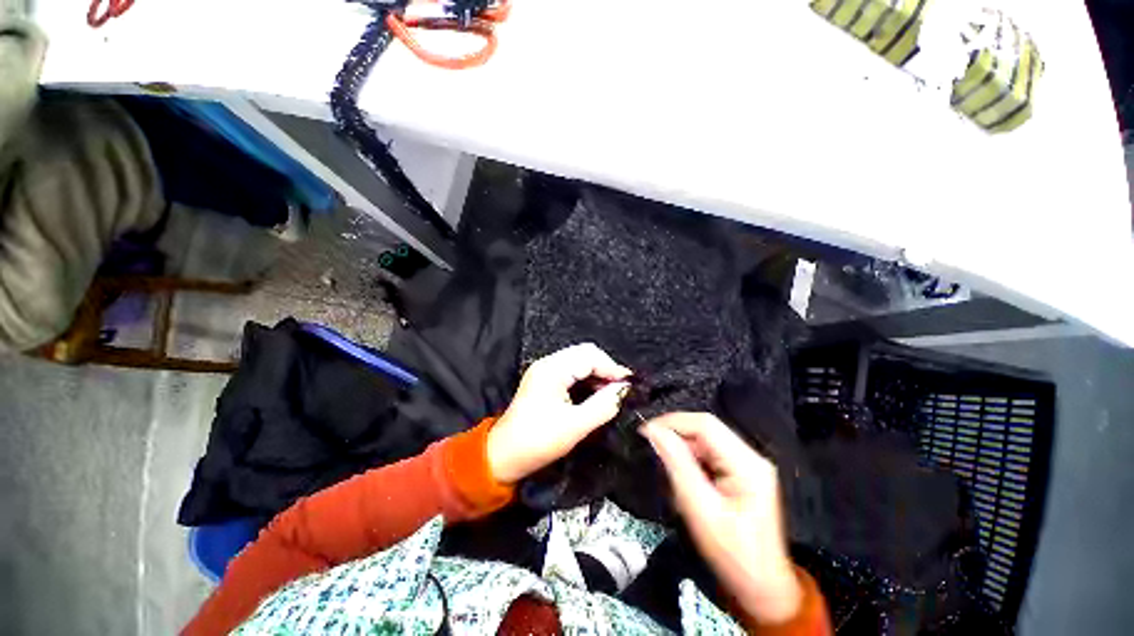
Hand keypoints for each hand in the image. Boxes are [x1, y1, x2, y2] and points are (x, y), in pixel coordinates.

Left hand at [487, 343, 632, 483]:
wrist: (502, 456)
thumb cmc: (537, 441)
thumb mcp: (575, 426)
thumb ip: (603, 405)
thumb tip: (625, 390)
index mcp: (552, 369)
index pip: (590, 356)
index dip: (612, 368)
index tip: (630, 386)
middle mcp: (548, 363)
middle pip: (585, 354)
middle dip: (606, 368)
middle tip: (622, 388)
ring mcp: (545, 370)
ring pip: (579, 361)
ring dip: (597, 373)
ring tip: (612, 391)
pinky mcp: (544, 380)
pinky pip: (572, 370)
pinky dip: (587, 378)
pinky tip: (596, 392)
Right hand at [641, 413, 801, 624]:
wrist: (761, 589)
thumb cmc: (733, 555)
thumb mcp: (700, 510)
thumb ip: (677, 465)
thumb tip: (654, 432)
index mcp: (747, 464)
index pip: (705, 425)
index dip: (672, 422)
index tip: (646, 431)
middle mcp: (750, 457)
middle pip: (705, 430)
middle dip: (675, 435)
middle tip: (650, 446)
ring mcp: (747, 465)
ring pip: (704, 441)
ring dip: (681, 449)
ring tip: (664, 465)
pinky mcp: (740, 474)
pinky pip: (708, 455)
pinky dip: (690, 460)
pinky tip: (680, 476)